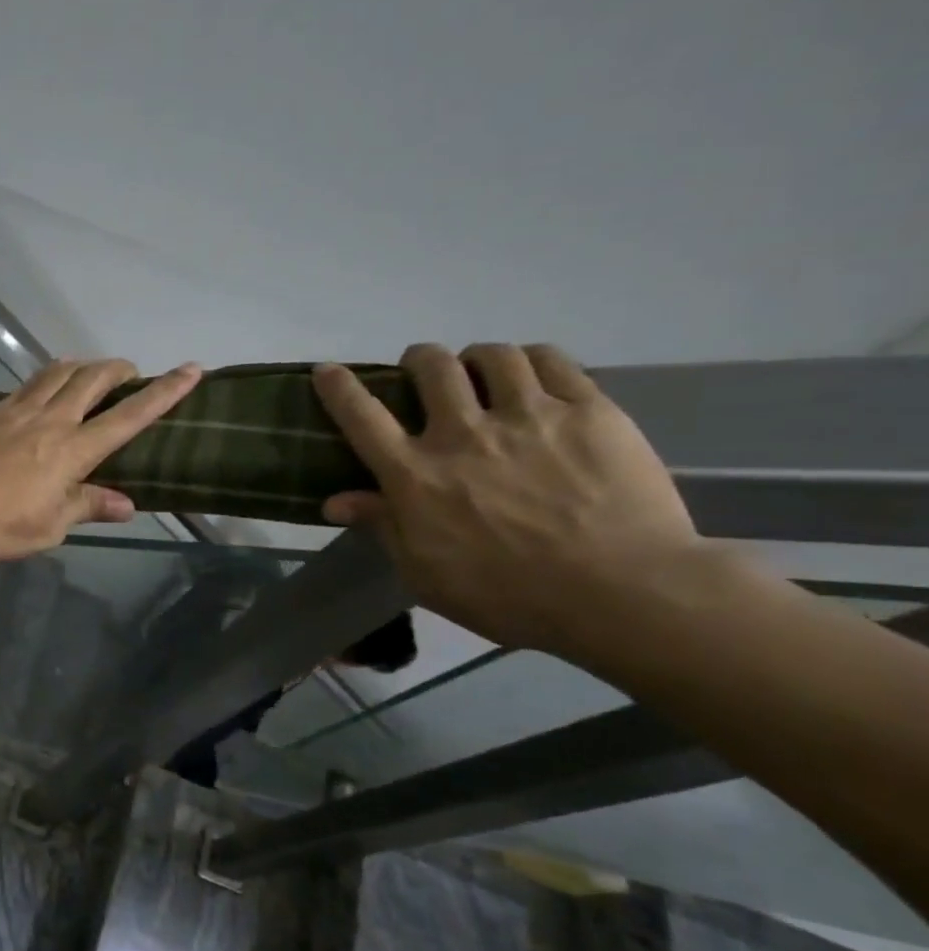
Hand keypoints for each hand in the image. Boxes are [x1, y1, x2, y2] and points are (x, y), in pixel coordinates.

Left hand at [0, 359, 202, 561]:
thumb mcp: (49, 527)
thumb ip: (87, 507)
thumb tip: (126, 504)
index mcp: (73, 450)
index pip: (129, 416)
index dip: (164, 393)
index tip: (191, 370)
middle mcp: (51, 420)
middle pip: (93, 378)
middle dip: (119, 368)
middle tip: (132, 373)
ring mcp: (18, 411)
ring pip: (59, 372)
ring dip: (83, 365)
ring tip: (92, 374)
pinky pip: (29, 384)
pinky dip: (48, 378)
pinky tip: (45, 390)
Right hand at [313, 343, 709, 653]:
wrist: (622, 593)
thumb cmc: (508, 595)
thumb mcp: (425, 573)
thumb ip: (383, 527)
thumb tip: (335, 501)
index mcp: (416, 475)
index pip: (362, 417)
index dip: (339, 388)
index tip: (327, 370)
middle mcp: (463, 433)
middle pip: (430, 367)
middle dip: (418, 361)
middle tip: (424, 372)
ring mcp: (528, 416)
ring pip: (491, 355)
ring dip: (476, 358)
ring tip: (483, 372)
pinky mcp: (589, 410)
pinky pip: (551, 360)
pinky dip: (531, 359)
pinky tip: (532, 375)